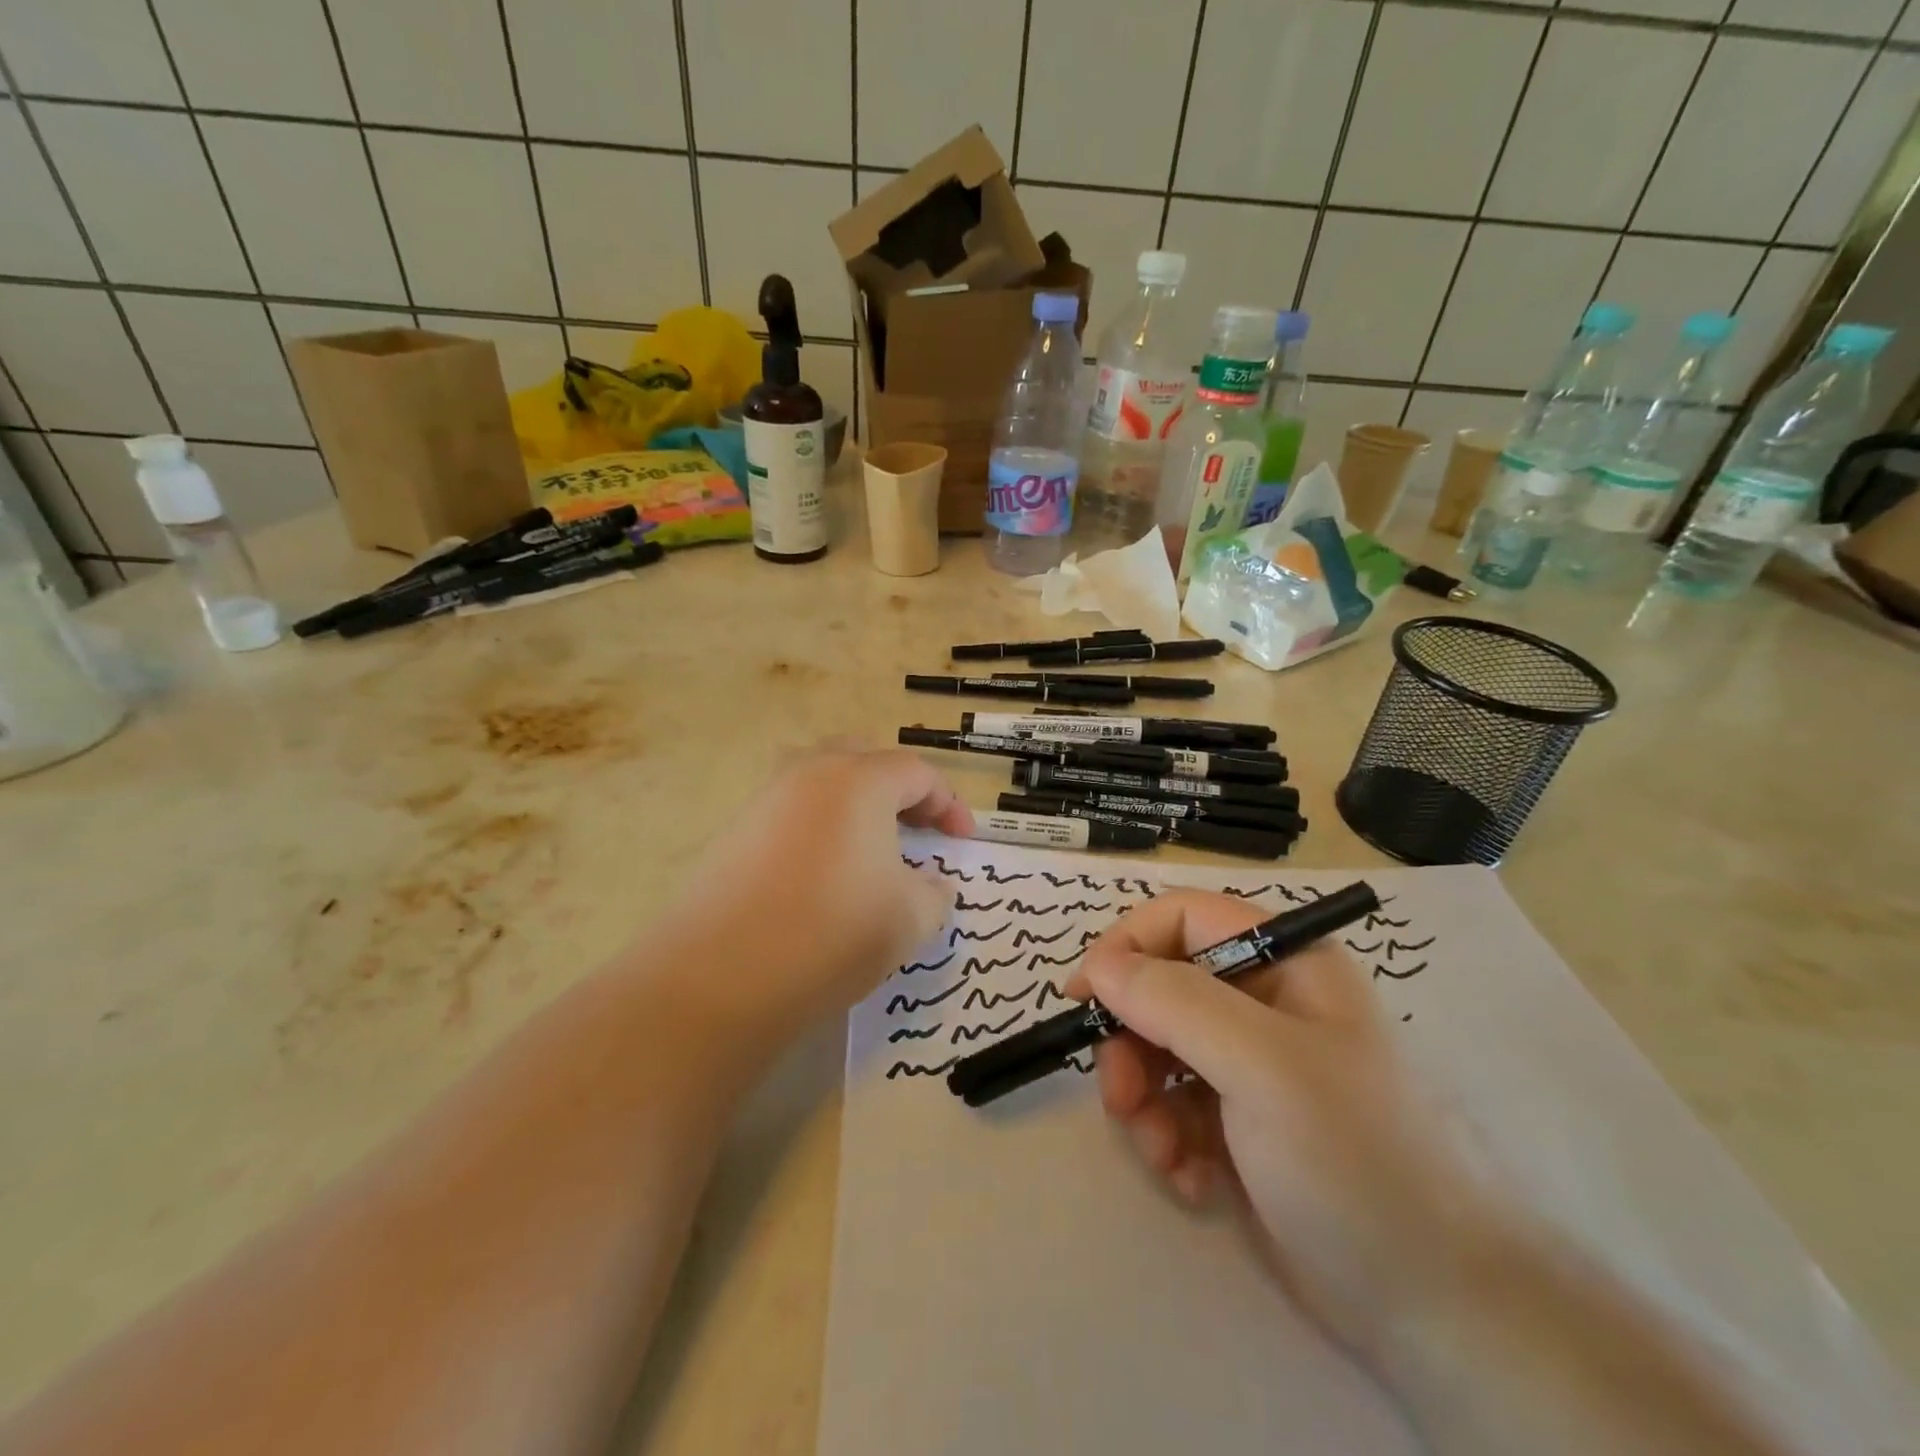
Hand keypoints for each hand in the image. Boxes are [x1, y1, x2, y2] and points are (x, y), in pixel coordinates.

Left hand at [659, 746, 973, 1033]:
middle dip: (901, 790)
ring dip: (858, 806)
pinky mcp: (736, 831)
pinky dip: (822, 827)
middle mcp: (810, 774)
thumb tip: (932, 884)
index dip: (949, 804)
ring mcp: (766, 799)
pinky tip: (826, 873)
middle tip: (918, 830)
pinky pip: (793, 811)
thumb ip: (935, 893)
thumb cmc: (833, 934)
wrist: (722, 976)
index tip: (963, 841)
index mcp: (860, 781)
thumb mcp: (910, 918)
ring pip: (824, 781)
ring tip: (873, 850)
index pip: (918, 773)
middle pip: (867, 760)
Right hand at [1067, 891, 1502, 1363]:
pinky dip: (1170, 1139)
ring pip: (1159, 1050)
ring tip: (1165, 1154)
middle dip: (1133, 1043)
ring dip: (1146, 1101)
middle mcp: (1266, 1001)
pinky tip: (1195, 1181)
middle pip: (1162, 987)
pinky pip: (1176, 1105)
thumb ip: (1174, 1001)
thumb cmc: (1353, 1158)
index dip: (1128, 945)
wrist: (1436, 1309)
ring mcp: (1253, 1065)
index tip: (1084, 997)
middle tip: (1123, 1098)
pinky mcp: (1242, 1122)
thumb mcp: (1261, 1065)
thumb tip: (1099, 964)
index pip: (1184, 917)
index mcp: (1285, 962)